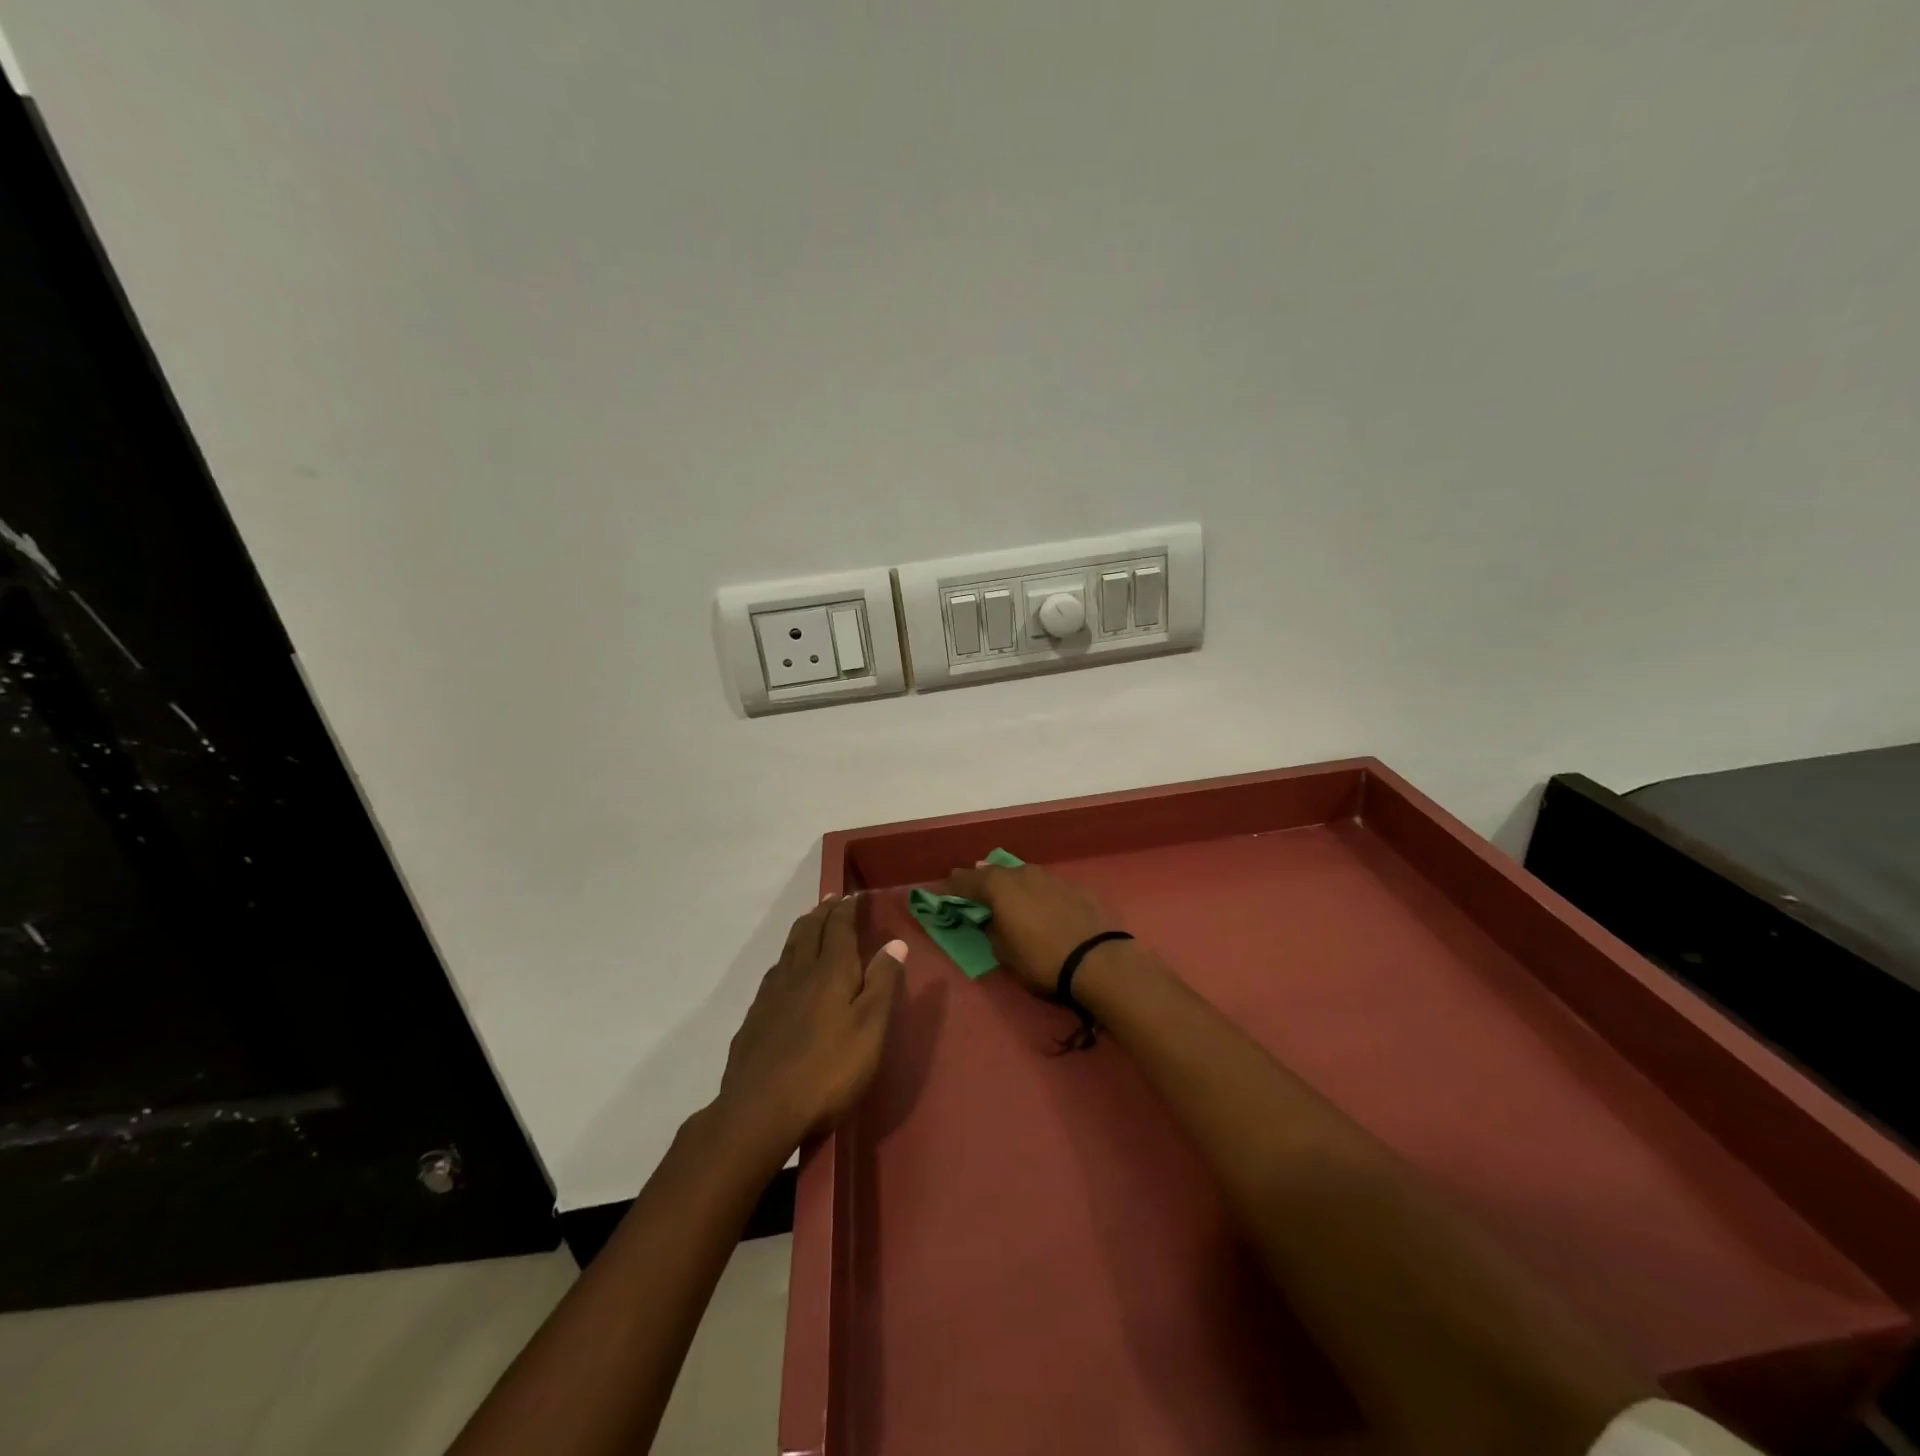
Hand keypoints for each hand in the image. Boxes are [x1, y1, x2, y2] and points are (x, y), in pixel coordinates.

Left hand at [716, 894, 904, 1154]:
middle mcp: (798, 973)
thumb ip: (882, 984)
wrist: (759, 1110)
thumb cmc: (828, 1070)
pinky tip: (785, 972)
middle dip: (823, 912)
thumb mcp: (870, 1029)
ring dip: (803, 930)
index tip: (853, 895)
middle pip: (809, 931)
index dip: (846, 909)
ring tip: (811, 922)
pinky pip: (774, 973)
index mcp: (830, 972)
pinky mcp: (754, 1018)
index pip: (838, 928)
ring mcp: (771, 995)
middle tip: (831, 899)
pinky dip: (786, 959)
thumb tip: (895, 943)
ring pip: (788, 949)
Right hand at [942, 861, 1117, 997]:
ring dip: (1012, 883)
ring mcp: (1052, 877)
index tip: (943, 889)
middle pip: (996, 872)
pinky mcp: (1075, 886)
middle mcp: (1023, 873)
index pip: (968, 880)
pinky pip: (1046, 885)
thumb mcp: (1004, 953)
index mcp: (1000, 887)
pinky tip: (1040, 903)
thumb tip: (992, 920)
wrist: (1097, 960)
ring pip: (1023, 875)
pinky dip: (1037, 891)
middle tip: (972, 886)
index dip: (954, 885)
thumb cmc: (1041, 959)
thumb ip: (992, 930)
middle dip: (982, 879)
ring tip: (1006, 892)